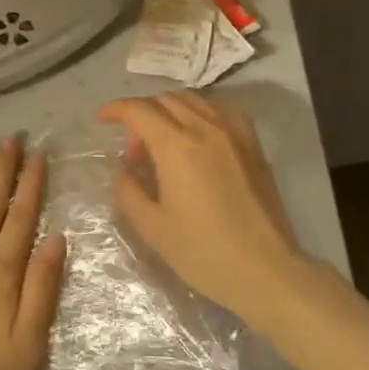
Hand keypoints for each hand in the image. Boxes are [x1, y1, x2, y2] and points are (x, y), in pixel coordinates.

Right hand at [99, 92, 309, 325]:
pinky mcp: (253, 143)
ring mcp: (234, 132)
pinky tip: (196, 135)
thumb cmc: (204, 252)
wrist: (265, 270)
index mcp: (176, 147)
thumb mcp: (153, 227)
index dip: (116, 109)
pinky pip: (220, 110)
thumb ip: (129, 191)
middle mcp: (205, 128)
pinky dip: (200, 112)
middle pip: (165, 99)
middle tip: (133, 145)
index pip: (139, 110)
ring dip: (169, 108)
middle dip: (141, 112)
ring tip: (162, 137)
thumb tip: (123, 169)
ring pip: (194, 100)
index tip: (102, 119)